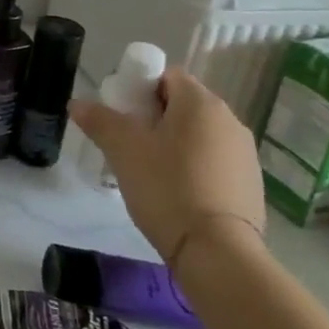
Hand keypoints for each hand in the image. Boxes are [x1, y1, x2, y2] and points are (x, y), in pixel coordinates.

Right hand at [68, 67, 265, 270]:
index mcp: (201, 103)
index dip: (139, 87)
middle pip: (183, 104)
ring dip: (173, 143)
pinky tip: (175, 192)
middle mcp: (230, 121)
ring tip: (148, 170)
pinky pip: (213, 161)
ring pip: (198, 134)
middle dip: (153, 116)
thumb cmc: (167, 187)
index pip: (167, 75)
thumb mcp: (122, 150)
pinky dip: (192, 167)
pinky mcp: (251, 184)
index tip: (122, 113)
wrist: (217, 253)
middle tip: (128, 142)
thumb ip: (99, 120)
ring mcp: (245, 154)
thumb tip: (78, 103)